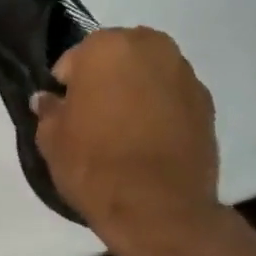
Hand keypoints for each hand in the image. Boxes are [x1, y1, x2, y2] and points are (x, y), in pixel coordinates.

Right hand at [33, 27, 220, 249]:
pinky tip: (152, 143)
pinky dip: (162, 112)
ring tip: (126, 134)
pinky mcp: (207, 103)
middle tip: (96, 121)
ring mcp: (185, 73)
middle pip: (118, 59)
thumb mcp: (52, 141)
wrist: (158, 208)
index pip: (74, 61)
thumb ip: (49, 112)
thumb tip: (47, 100)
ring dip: (136, 94)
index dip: (66, 89)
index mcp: (106, 47)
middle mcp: (151, 47)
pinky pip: (173, 99)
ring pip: (149, 76)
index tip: (66, 116)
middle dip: (106, 82)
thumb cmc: (95, 166)